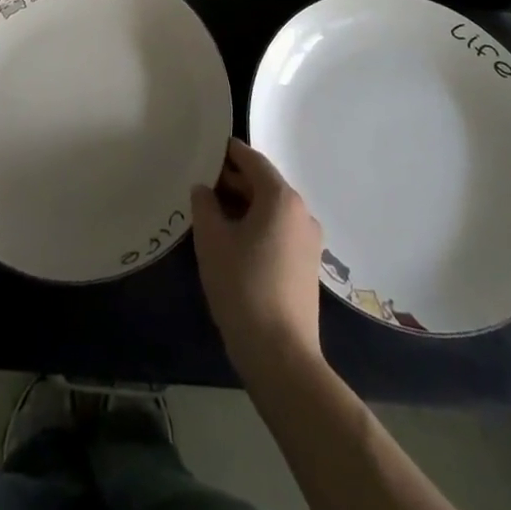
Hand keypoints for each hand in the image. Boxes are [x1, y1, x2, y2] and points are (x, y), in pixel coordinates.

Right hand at [191, 138, 324, 379]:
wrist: (282, 357)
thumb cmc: (243, 288)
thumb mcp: (212, 241)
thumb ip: (204, 205)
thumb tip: (203, 189)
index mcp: (281, 197)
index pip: (252, 160)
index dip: (227, 153)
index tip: (204, 151)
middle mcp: (301, 212)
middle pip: (264, 183)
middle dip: (232, 182)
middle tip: (201, 186)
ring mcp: (309, 241)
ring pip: (271, 209)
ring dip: (244, 206)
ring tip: (212, 215)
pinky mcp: (308, 266)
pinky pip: (279, 231)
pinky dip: (257, 227)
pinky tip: (234, 243)